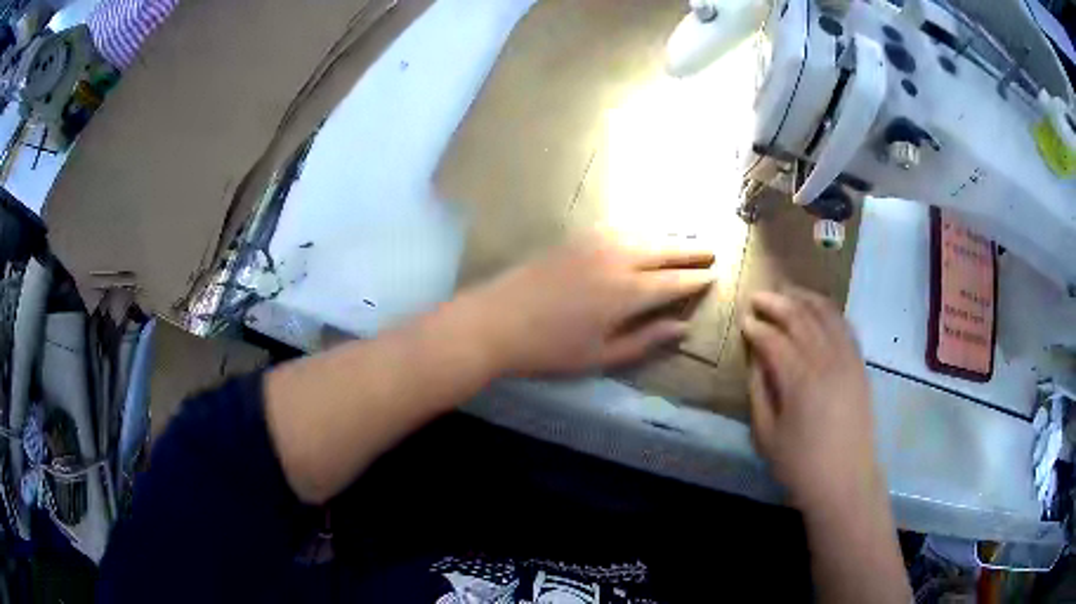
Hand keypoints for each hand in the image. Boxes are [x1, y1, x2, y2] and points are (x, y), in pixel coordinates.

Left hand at [461, 232, 713, 375]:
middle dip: (691, 251)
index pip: (673, 282)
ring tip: (686, 241)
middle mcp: (618, 260)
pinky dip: (639, 229)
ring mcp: (595, 244)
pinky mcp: (576, 238)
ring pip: (643, 233)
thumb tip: (682, 328)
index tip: (714, 276)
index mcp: (627, 293)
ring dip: (669, 236)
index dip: (696, 279)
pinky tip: (644, 232)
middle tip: (712, 251)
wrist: (496, 321)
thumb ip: (645, 340)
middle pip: (664, 250)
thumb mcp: (601, 355)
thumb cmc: (550, 349)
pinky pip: (618, 227)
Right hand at [741, 287, 881, 512]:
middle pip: (800, 317)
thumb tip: (755, 358)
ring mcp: (848, 359)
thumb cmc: (800, 465)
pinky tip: (818, 308)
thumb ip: (758, 391)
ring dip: (804, 298)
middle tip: (759, 297)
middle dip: (777, 303)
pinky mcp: (860, 364)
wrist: (845, 481)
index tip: (743, 321)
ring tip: (787, 291)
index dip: (756, 327)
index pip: (774, 339)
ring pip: (826, 314)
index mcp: (799, 380)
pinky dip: (830, 311)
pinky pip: (845, 326)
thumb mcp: (766, 435)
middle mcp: (826, 361)